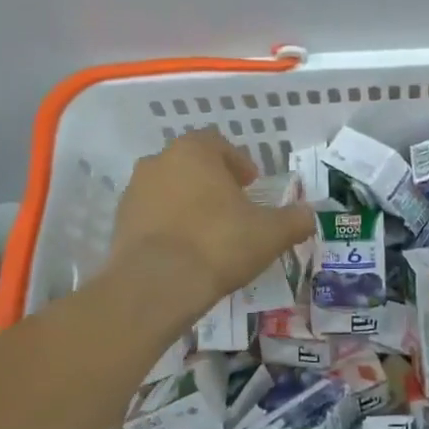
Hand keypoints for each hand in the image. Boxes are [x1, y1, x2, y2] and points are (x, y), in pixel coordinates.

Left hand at [107, 130, 314, 322]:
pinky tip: (186, 251)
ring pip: (169, 189)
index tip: (251, 185)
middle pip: (191, 164)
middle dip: (212, 182)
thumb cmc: (219, 244)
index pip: (218, 143)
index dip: (238, 162)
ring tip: (209, 232)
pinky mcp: (119, 223)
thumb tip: (309, 214)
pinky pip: (152, 216)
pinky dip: (169, 226)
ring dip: (189, 203)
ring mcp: (134, 192)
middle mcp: (158, 162)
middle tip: (233, 208)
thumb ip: (294, 220)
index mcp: (194, 152)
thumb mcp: (270, 234)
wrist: (156, 285)